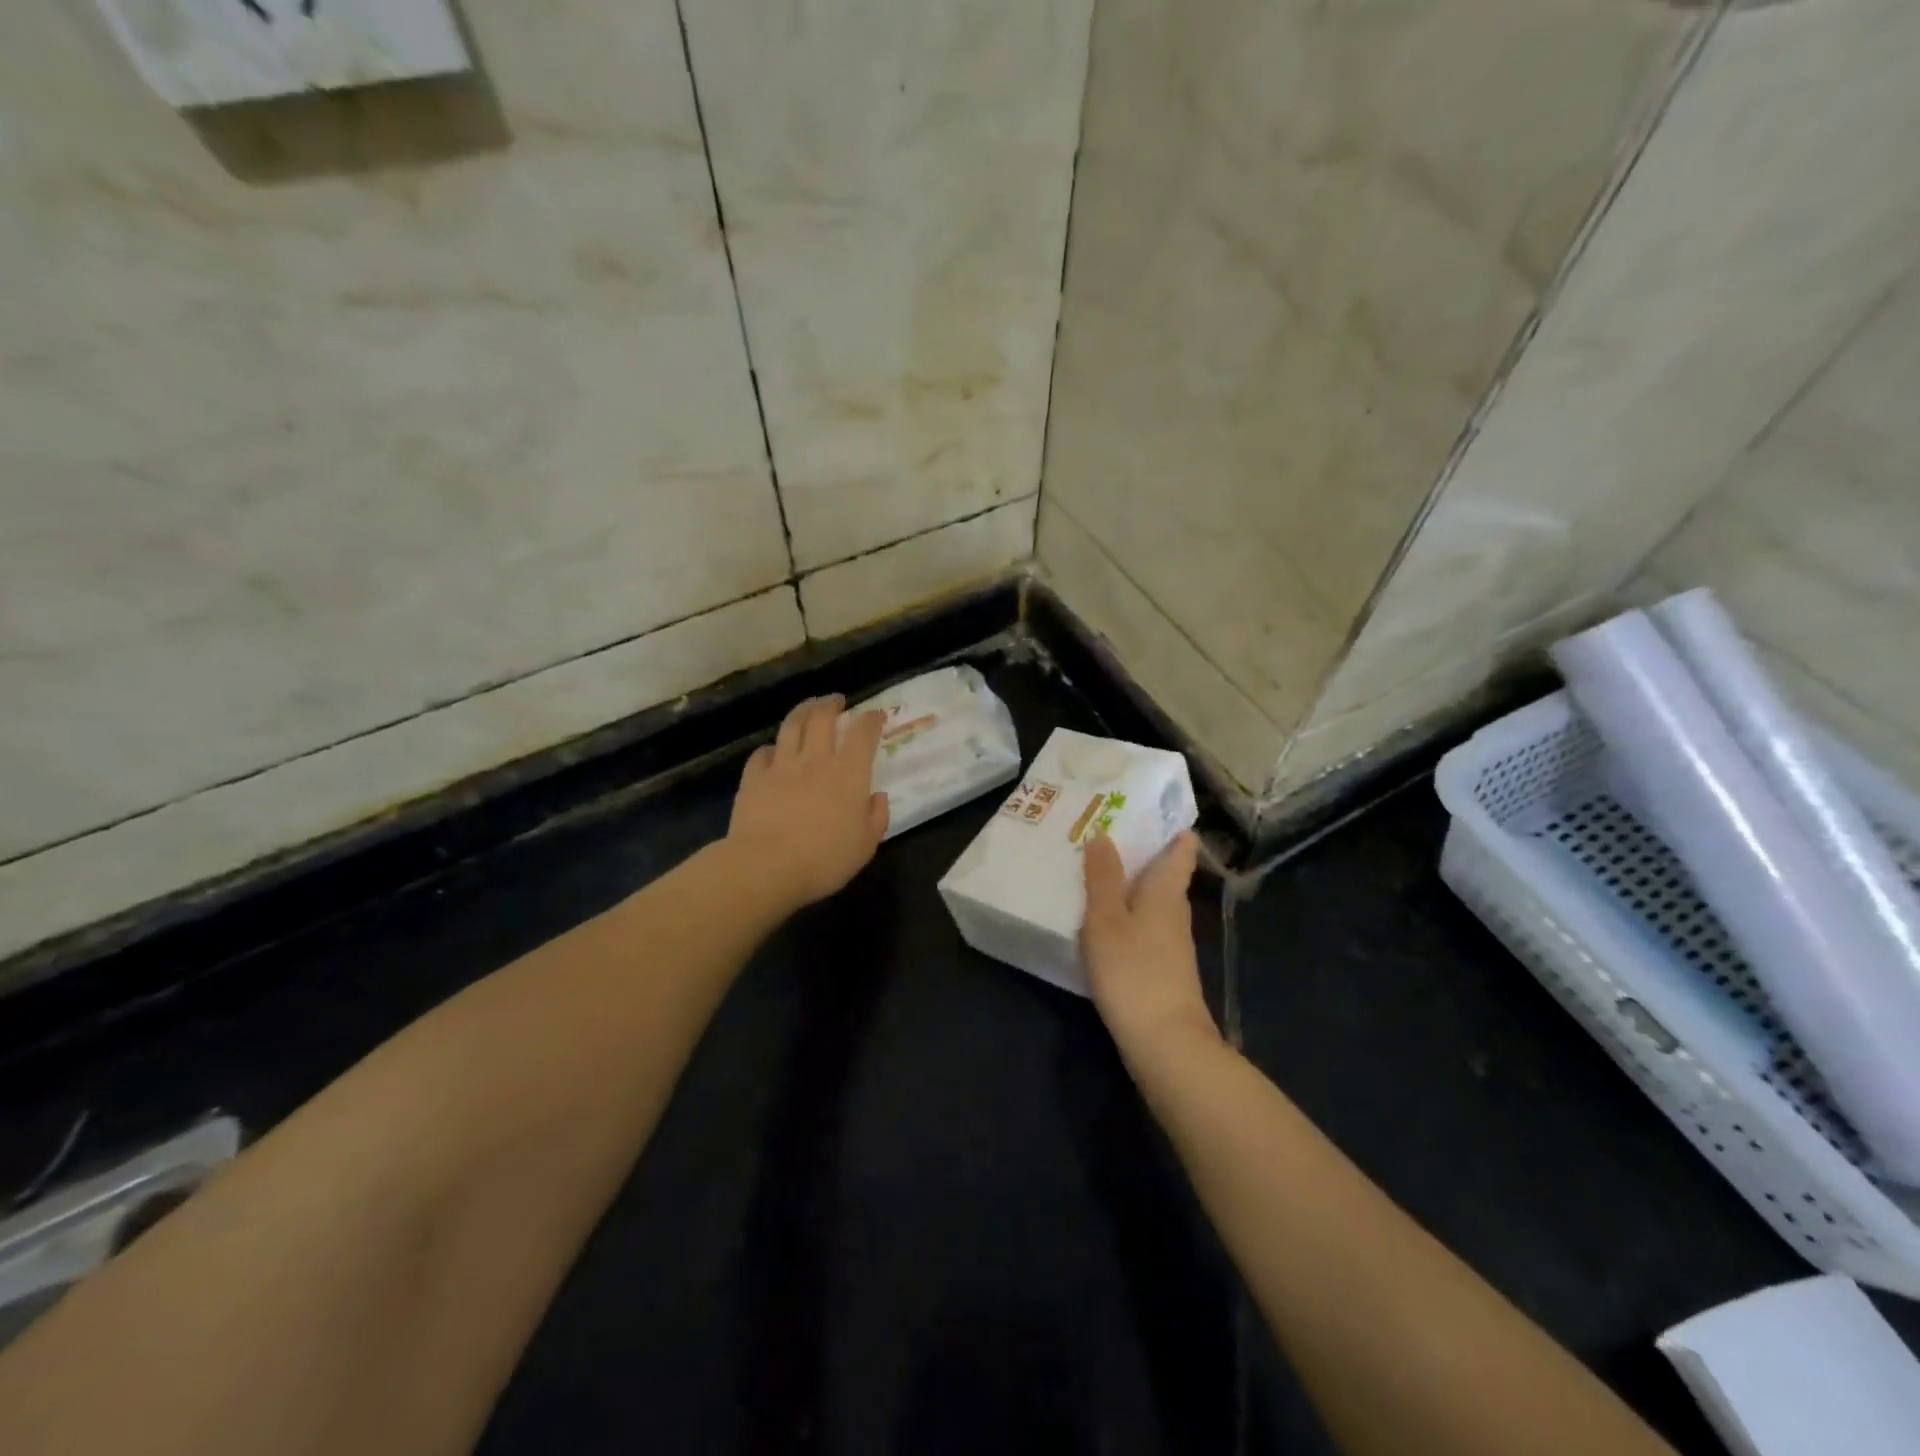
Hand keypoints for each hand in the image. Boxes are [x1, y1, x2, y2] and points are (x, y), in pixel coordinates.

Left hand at [727, 695, 889, 911]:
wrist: (766, 867)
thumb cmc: (824, 860)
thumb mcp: (865, 846)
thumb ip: (876, 818)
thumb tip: (878, 797)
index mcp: (849, 774)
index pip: (863, 735)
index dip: (871, 720)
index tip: (875, 714)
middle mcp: (816, 761)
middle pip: (823, 718)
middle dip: (831, 704)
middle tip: (836, 700)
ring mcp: (781, 766)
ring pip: (792, 726)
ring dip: (802, 711)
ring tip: (808, 706)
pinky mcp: (754, 778)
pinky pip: (762, 754)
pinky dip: (770, 748)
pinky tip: (772, 750)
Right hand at [1081, 832, 1218, 1058]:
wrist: (1165, 1043)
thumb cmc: (1134, 970)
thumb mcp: (1107, 919)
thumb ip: (1103, 878)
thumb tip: (1103, 835)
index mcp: (1167, 892)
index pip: (1180, 849)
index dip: (1170, 827)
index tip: (1146, 808)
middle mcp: (1175, 913)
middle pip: (1165, 875)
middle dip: (1141, 854)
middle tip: (1104, 835)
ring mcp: (1172, 944)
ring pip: (1153, 902)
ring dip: (1130, 887)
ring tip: (1096, 874)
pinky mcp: (1163, 969)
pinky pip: (1145, 928)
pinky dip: (1127, 917)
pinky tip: (1103, 923)